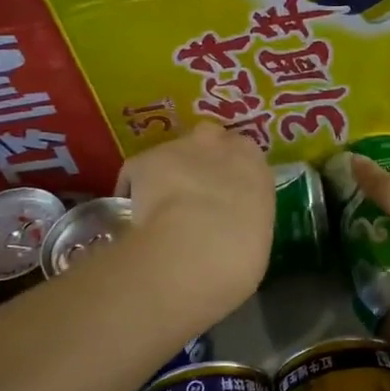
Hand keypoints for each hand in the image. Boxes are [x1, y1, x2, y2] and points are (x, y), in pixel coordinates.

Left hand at [117, 121, 275, 320]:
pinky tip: (133, 217)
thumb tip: (230, 229)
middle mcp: (217, 144)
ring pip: (171, 154)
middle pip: (208, 140)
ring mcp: (177, 147)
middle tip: (195, 194)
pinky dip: (133, 191)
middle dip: (201, 160)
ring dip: (168, 174)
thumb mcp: (256, 235)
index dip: (233, 174)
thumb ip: (243, 219)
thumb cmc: (242, 250)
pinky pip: (136, 174)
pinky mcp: (142, 159)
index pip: (245, 155)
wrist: (198, 246)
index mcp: (253, 163)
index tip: (228, 196)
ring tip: (161, 208)